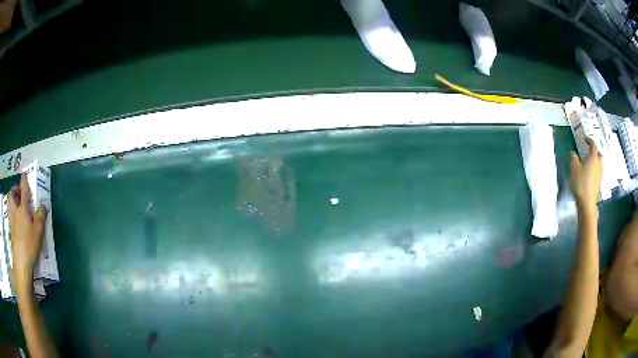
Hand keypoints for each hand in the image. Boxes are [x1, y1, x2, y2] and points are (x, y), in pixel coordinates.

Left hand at [7, 174, 47, 284]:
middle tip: (19, 193)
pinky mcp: (11, 231)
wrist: (21, 262)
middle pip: (12, 195)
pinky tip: (17, 221)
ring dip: (13, 201)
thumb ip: (41, 216)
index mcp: (22, 209)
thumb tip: (43, 205)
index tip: (24, 173)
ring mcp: (12, 221)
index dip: (24, 181)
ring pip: (10, 205)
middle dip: (14, 190)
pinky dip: (13, 214)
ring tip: (17, 205)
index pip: (24, 191)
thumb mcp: (38, 231)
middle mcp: (15, 211)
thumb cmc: (29, 245)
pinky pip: (11, 216)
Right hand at [569, 138, 602, 207]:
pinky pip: (598, 173)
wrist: (587, 203)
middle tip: (590, 152)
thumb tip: (573, 153)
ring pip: (600, 164)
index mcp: (593, 158)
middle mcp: (598, 164)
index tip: (585, 139)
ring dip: (596, 161)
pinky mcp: (598, 184)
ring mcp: (599, 175)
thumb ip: (573, 158)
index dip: (589, 140)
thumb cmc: (581, 183)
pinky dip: (595, 170)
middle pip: (599, 155)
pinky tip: (590, 174)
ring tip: (590, 163)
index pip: (593, 145)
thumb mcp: (574, 168)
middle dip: (595, 152)